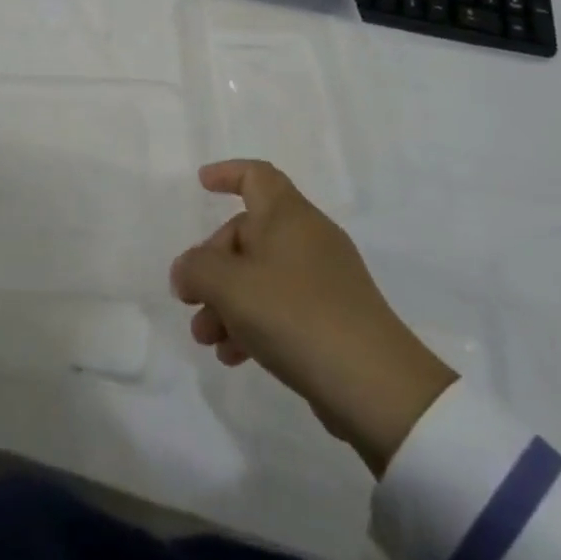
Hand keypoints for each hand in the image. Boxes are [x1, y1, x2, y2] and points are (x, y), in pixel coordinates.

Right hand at [171, 160, 455, 475]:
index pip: (256, 175)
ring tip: (206, 339)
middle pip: (249, 234)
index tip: (201, 185)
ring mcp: (325, 279)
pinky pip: (281, 307)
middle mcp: (308, 238)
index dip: (227, 173)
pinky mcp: (334, 318)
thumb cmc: (295, 315)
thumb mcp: (230, 286)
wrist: (375, 386)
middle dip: (212, 265)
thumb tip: (186, 271)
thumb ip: (196, 269)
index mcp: (288, 215)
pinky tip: (235, 356)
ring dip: (227, 302)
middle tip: (190, 299)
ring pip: (261, 276)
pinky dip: (253, 323)